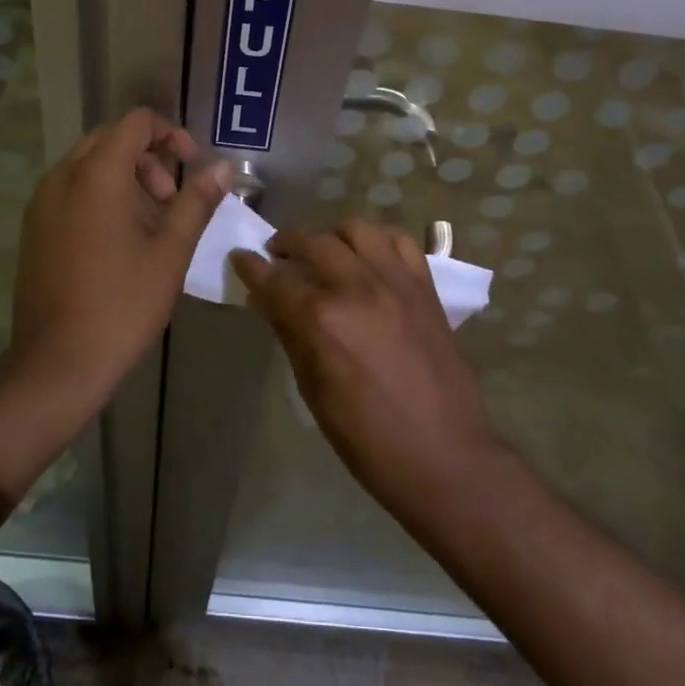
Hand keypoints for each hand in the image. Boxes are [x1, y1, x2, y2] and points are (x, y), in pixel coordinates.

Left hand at [11, 108, 229, 392]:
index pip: (135, 122)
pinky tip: (117, 240)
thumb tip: (224, 168)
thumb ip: (197, 201)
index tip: (191, 165)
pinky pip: (69, 190)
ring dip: (123, 176)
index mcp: (97, 174)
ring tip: (149, 222)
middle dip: (147, 157)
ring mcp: (41, 203)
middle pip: (110, 139)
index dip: (170, 134)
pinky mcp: (33, 229)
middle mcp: (62, 177)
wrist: (58, 362)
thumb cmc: (123, 303)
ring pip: (86, 165)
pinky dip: (98, 195)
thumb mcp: (171, 251)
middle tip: (170, 199)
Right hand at [231, 219, 503, 515]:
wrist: (444, 455)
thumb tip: (264, 300)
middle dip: (287, 243)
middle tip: (277, 256)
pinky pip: (400, 241)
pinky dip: (377, 240)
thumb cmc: (367, 438)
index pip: (275, 279)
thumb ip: (289, 334)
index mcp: (323, 320)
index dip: (251, 265)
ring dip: (331, 234)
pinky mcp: (425, 287)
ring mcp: (396, 282)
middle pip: (314, 242)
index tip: (240, 256)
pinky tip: (367, 257)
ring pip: (357, 229)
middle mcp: (358, 288)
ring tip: (324, 252)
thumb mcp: (313, 391)